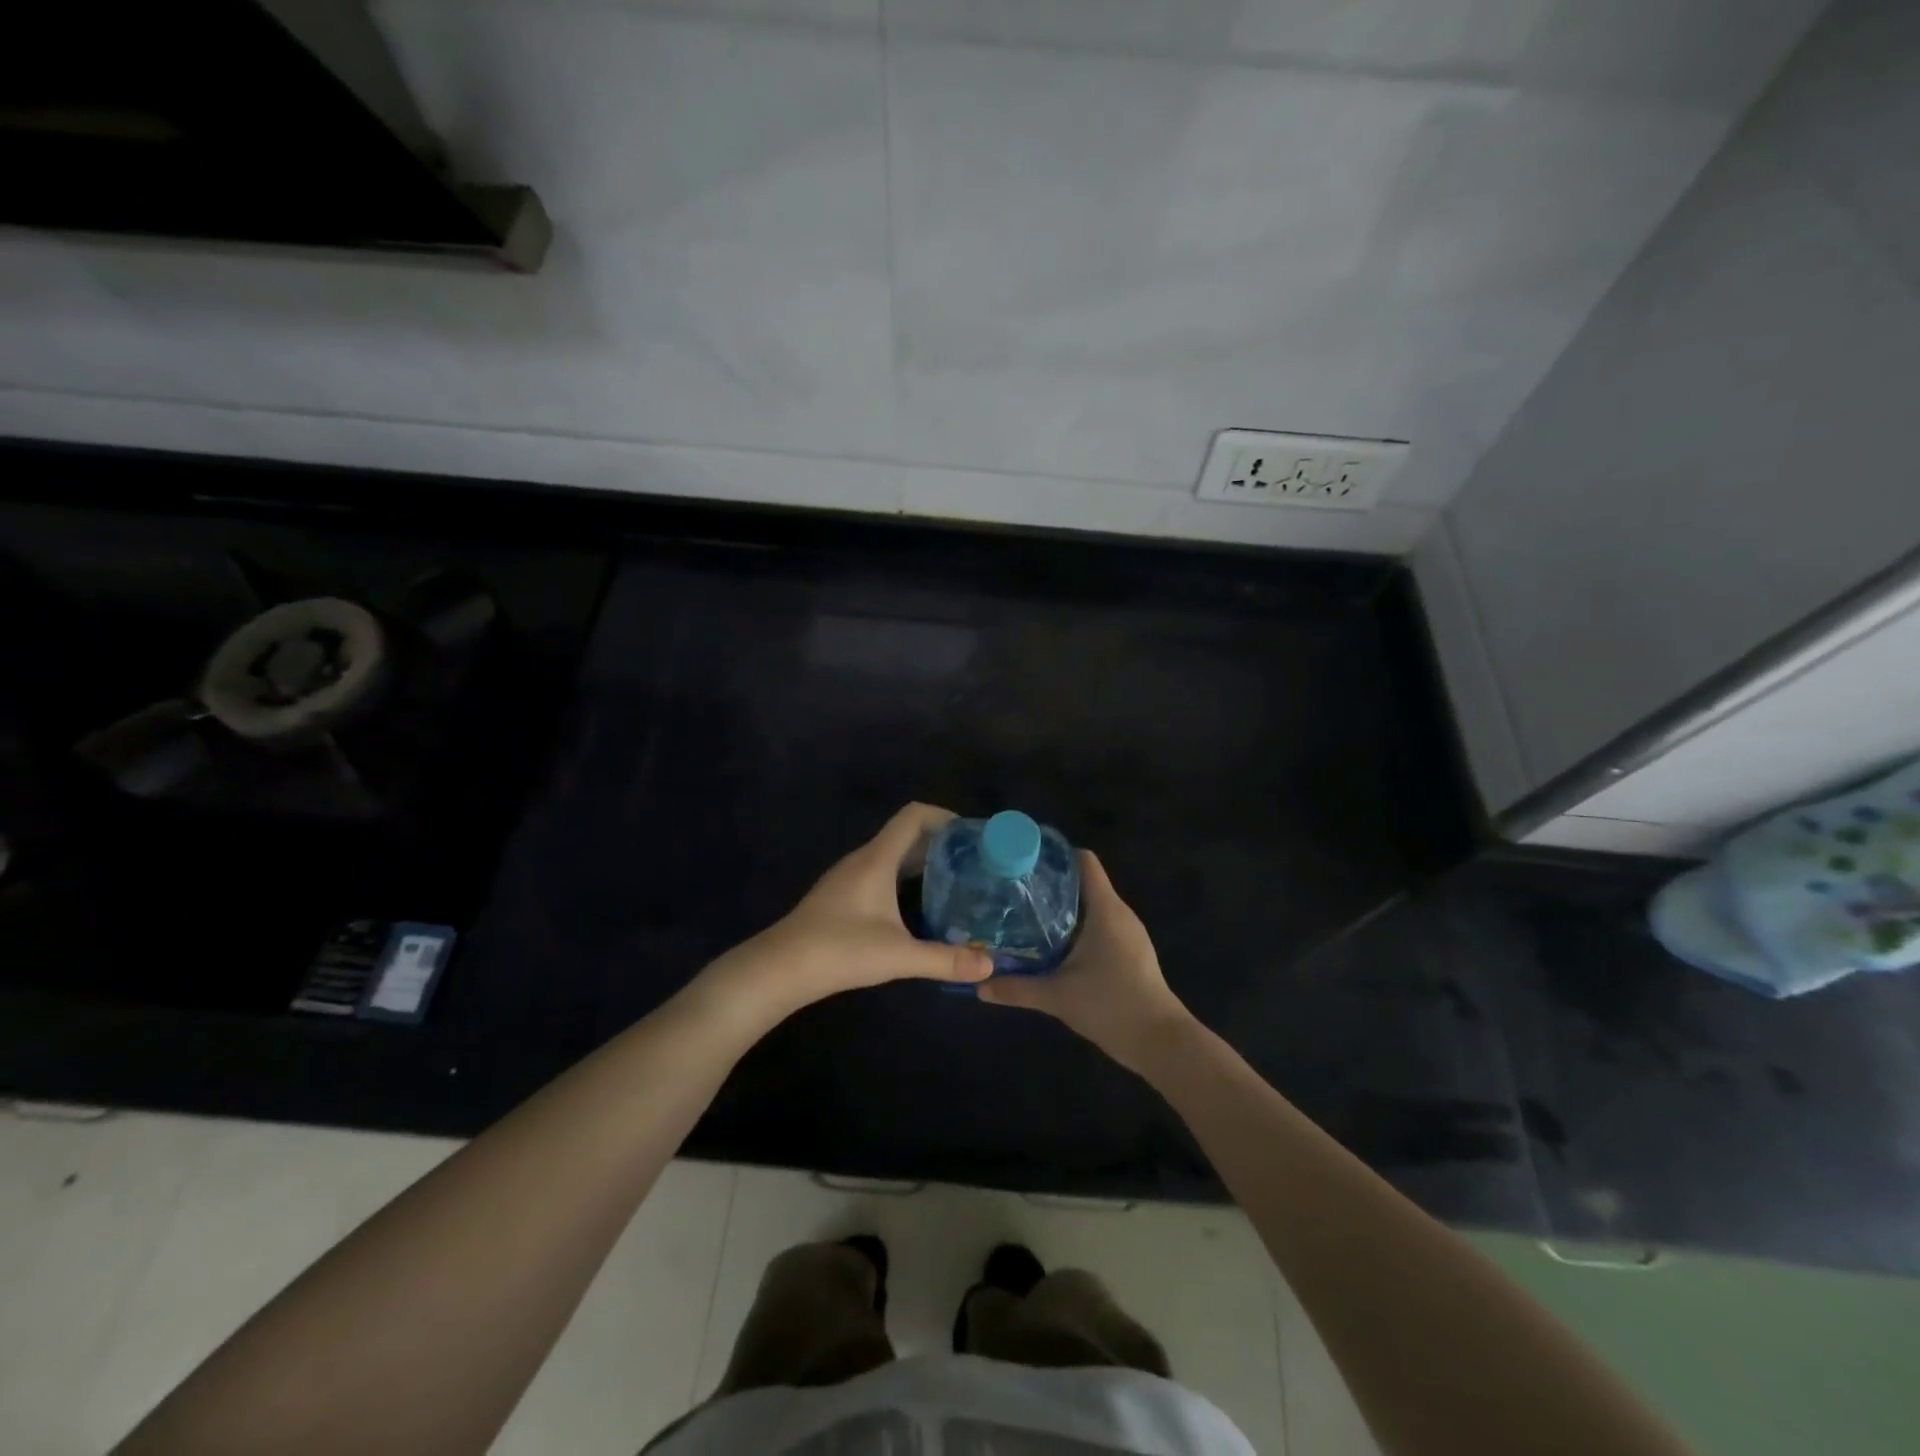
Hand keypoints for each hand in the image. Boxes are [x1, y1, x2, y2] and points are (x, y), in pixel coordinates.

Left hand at [701, 803, 992, 1023]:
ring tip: (955, 884)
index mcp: (876, 859)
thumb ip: (945, 959)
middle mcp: (862, 860)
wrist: (778, 970)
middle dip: (941, 844)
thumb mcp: (898, 956)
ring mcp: (848, 877)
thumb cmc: (838, 951)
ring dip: (923, 862)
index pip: (914, 815)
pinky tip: (919, 908)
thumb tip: (990, 965)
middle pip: (907, 835)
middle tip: (974, 864)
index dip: (945, 816)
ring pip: (893, 856)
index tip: (973, 837)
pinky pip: (881, 873)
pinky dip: (905, 879)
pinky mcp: (841, 896)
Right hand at [976, 851, 1193, 1071]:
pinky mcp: (1130, 951)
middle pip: (1084, 882)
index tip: (1025, 863)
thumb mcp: (1057, 996)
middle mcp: (1119, 912)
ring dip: (1063, 909)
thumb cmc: (1110, 1005)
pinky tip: (1053, 946)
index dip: (1056, 856)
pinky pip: (1100, 925)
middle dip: (1051, 885)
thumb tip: (979, 986)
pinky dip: (1077, 927)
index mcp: (1105, 909)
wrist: (1159, 1041)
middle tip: (1015, 892)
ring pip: (1091, 906)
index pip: (1084, 861)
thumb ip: (1017, 989)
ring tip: (1027, 916)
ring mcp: (1128, 932)